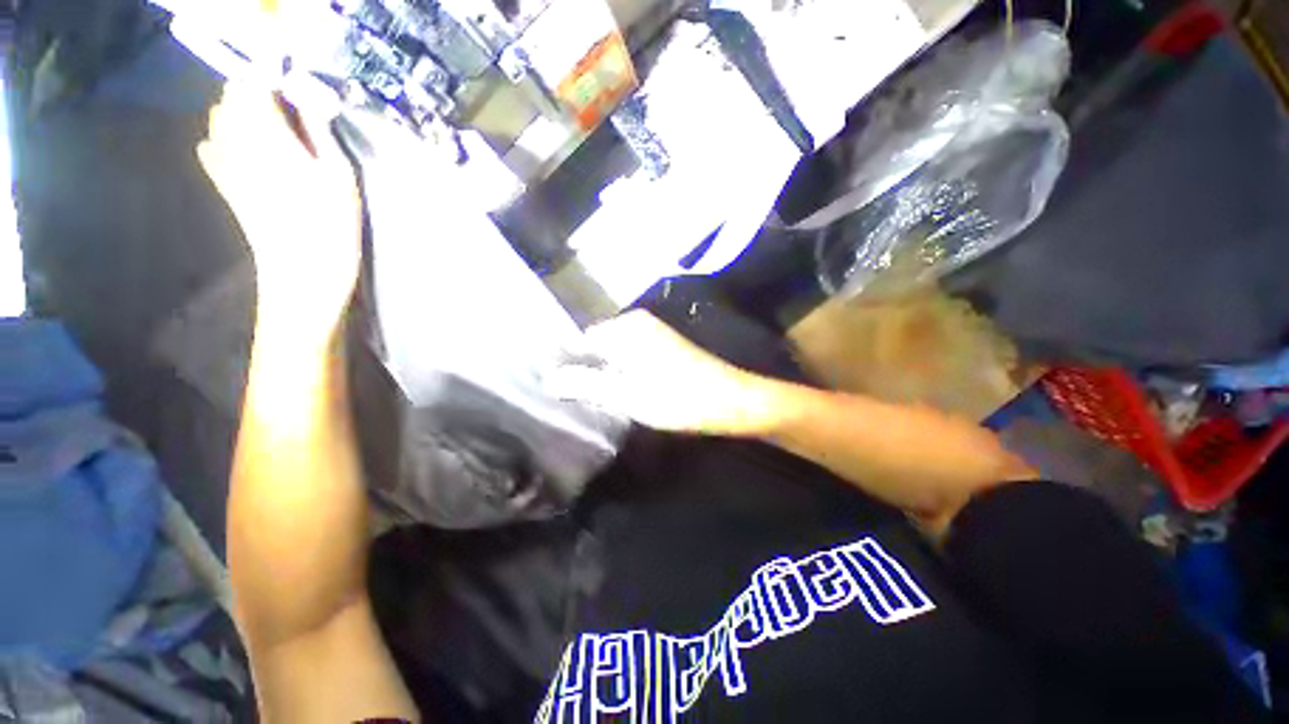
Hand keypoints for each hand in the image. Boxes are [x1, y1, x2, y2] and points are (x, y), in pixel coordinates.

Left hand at [197, 81, 360, 342]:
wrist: (301, 277)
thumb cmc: (332, 230)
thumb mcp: (342, 180)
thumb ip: (321, 133)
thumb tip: (309, 97)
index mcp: (268, 137)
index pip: (253, 84)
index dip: (271, 76)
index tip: (295, 84)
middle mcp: (237, 143)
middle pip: (232, 98)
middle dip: (256, 93)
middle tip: (288, 107)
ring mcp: (226, 166)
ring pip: (220, 120)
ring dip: (241, 114)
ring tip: (271, 126)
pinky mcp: (225, 186)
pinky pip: (211, 147)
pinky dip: (224, 138)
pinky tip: (241, 148)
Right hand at [545, 311, 779, 435]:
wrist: (732, 401)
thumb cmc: (679, 398)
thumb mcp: (627, 395)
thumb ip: (586, 384)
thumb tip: (548, 379)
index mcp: (626, 327)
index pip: (579, 340)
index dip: (564, 363)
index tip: (548, 387)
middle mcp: (636, 323)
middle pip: (595, 346)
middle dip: (581, 369)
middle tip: (565, 398)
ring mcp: (651, 334)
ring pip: (612, 353)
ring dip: (599, 374)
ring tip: (583, 398)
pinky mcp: (661, 348)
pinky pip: (628, 358)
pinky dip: (617, 373)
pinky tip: (612, 393)